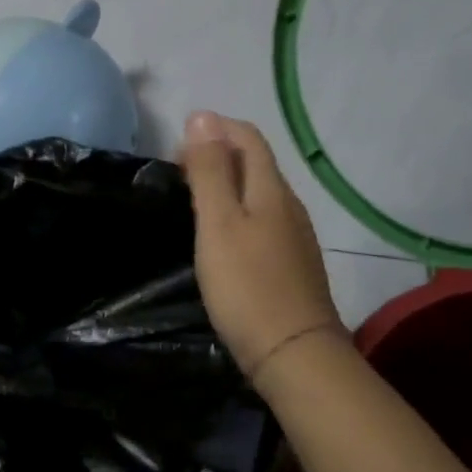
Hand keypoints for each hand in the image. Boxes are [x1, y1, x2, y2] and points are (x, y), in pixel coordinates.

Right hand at [177, 112, 342, 381]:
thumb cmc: (247, 285)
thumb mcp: (218, 223)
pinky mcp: (292, 264)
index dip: (214, 129)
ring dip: (227, 183)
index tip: (176, 145)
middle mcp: (289, 206)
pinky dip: (238, 211)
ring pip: (259, 193)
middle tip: (177, 172)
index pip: (248, 138)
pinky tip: (221, 235)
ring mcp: (295, 236)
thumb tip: (202, 117)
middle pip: (255, 163)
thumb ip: (210, 171)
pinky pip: (263, 219)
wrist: (295, 355)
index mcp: (271, 190)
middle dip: (218, 154)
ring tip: (193, 200)